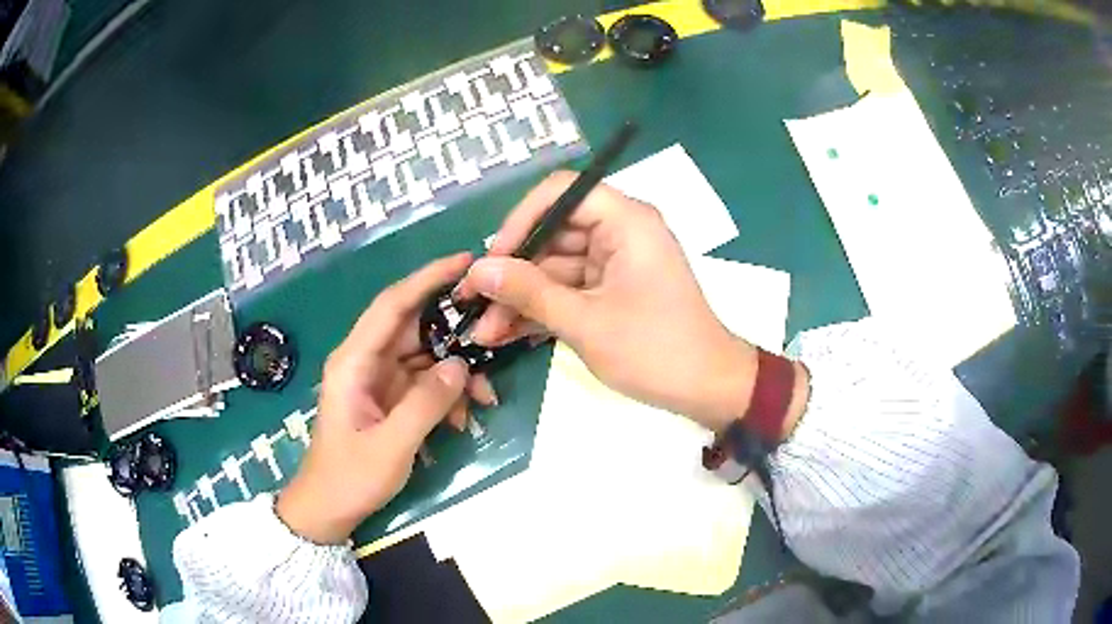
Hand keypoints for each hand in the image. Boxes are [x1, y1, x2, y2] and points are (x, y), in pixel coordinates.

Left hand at [277, 253, 497, 543]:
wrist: (328, 510)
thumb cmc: (350, 478)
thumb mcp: (391, 446)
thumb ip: (426, 404)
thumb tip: (462, 366)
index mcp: (354, 361)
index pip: (393, 305)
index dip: (428, 279)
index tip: (466, 262)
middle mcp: (365, 361)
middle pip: (415, 328)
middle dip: (455, 332)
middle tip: (495, 331)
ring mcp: (378, 380)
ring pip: (425, 357)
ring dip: (456, 372)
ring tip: (485, 397)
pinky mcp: (389, 399)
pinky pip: (424, 384)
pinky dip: (447, 395)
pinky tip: (463, 418)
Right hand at [457, 172, 761, 431]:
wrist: (708, 390)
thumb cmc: (655, 350)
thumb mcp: (585, 321)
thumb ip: (529, 292)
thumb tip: (477, 270)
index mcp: (626, 221)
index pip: (561, 193)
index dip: (521, 219)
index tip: (494, 258)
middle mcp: (621, 232)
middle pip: (553, 234)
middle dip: (512, 272)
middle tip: (474, 303)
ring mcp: (616, 263)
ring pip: (556, 268)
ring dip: (521, 298)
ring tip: (483, 331)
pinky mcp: (613, 291)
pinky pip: (570, 290)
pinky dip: (543, 310)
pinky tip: (507, 334)